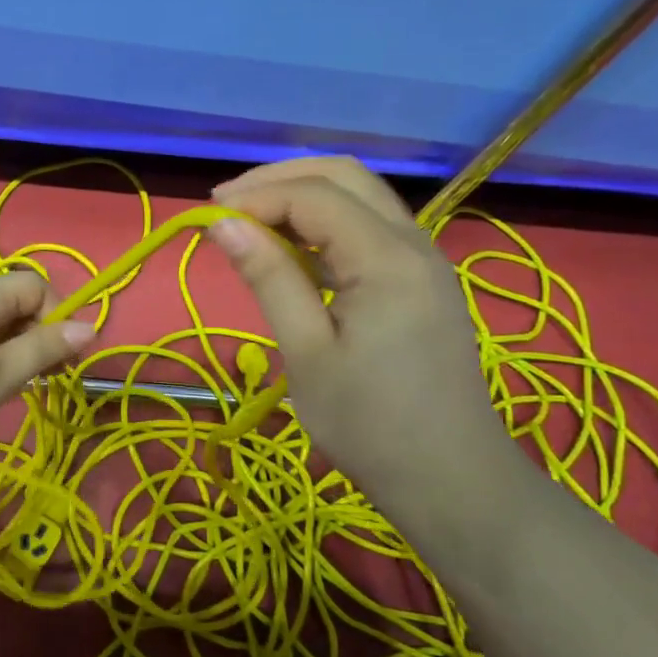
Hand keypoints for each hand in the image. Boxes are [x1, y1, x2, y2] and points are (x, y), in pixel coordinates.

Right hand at [209, 157, 521, 509]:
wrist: (450, 480)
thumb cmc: (370, 425)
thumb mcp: (307, 353)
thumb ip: (269, 278)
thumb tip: (222, 223)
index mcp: (387, 258)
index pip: (314, 195)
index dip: (255, 197)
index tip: (206, 220)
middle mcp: (413, 242)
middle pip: (344, 176)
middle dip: (279, 180)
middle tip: (224, 207)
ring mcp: (423, 260)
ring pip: (359, 197)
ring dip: (301, 197)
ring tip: (248, 224)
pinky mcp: (421, 282)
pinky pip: (369, 229)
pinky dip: (324, 225)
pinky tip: (292, 252)